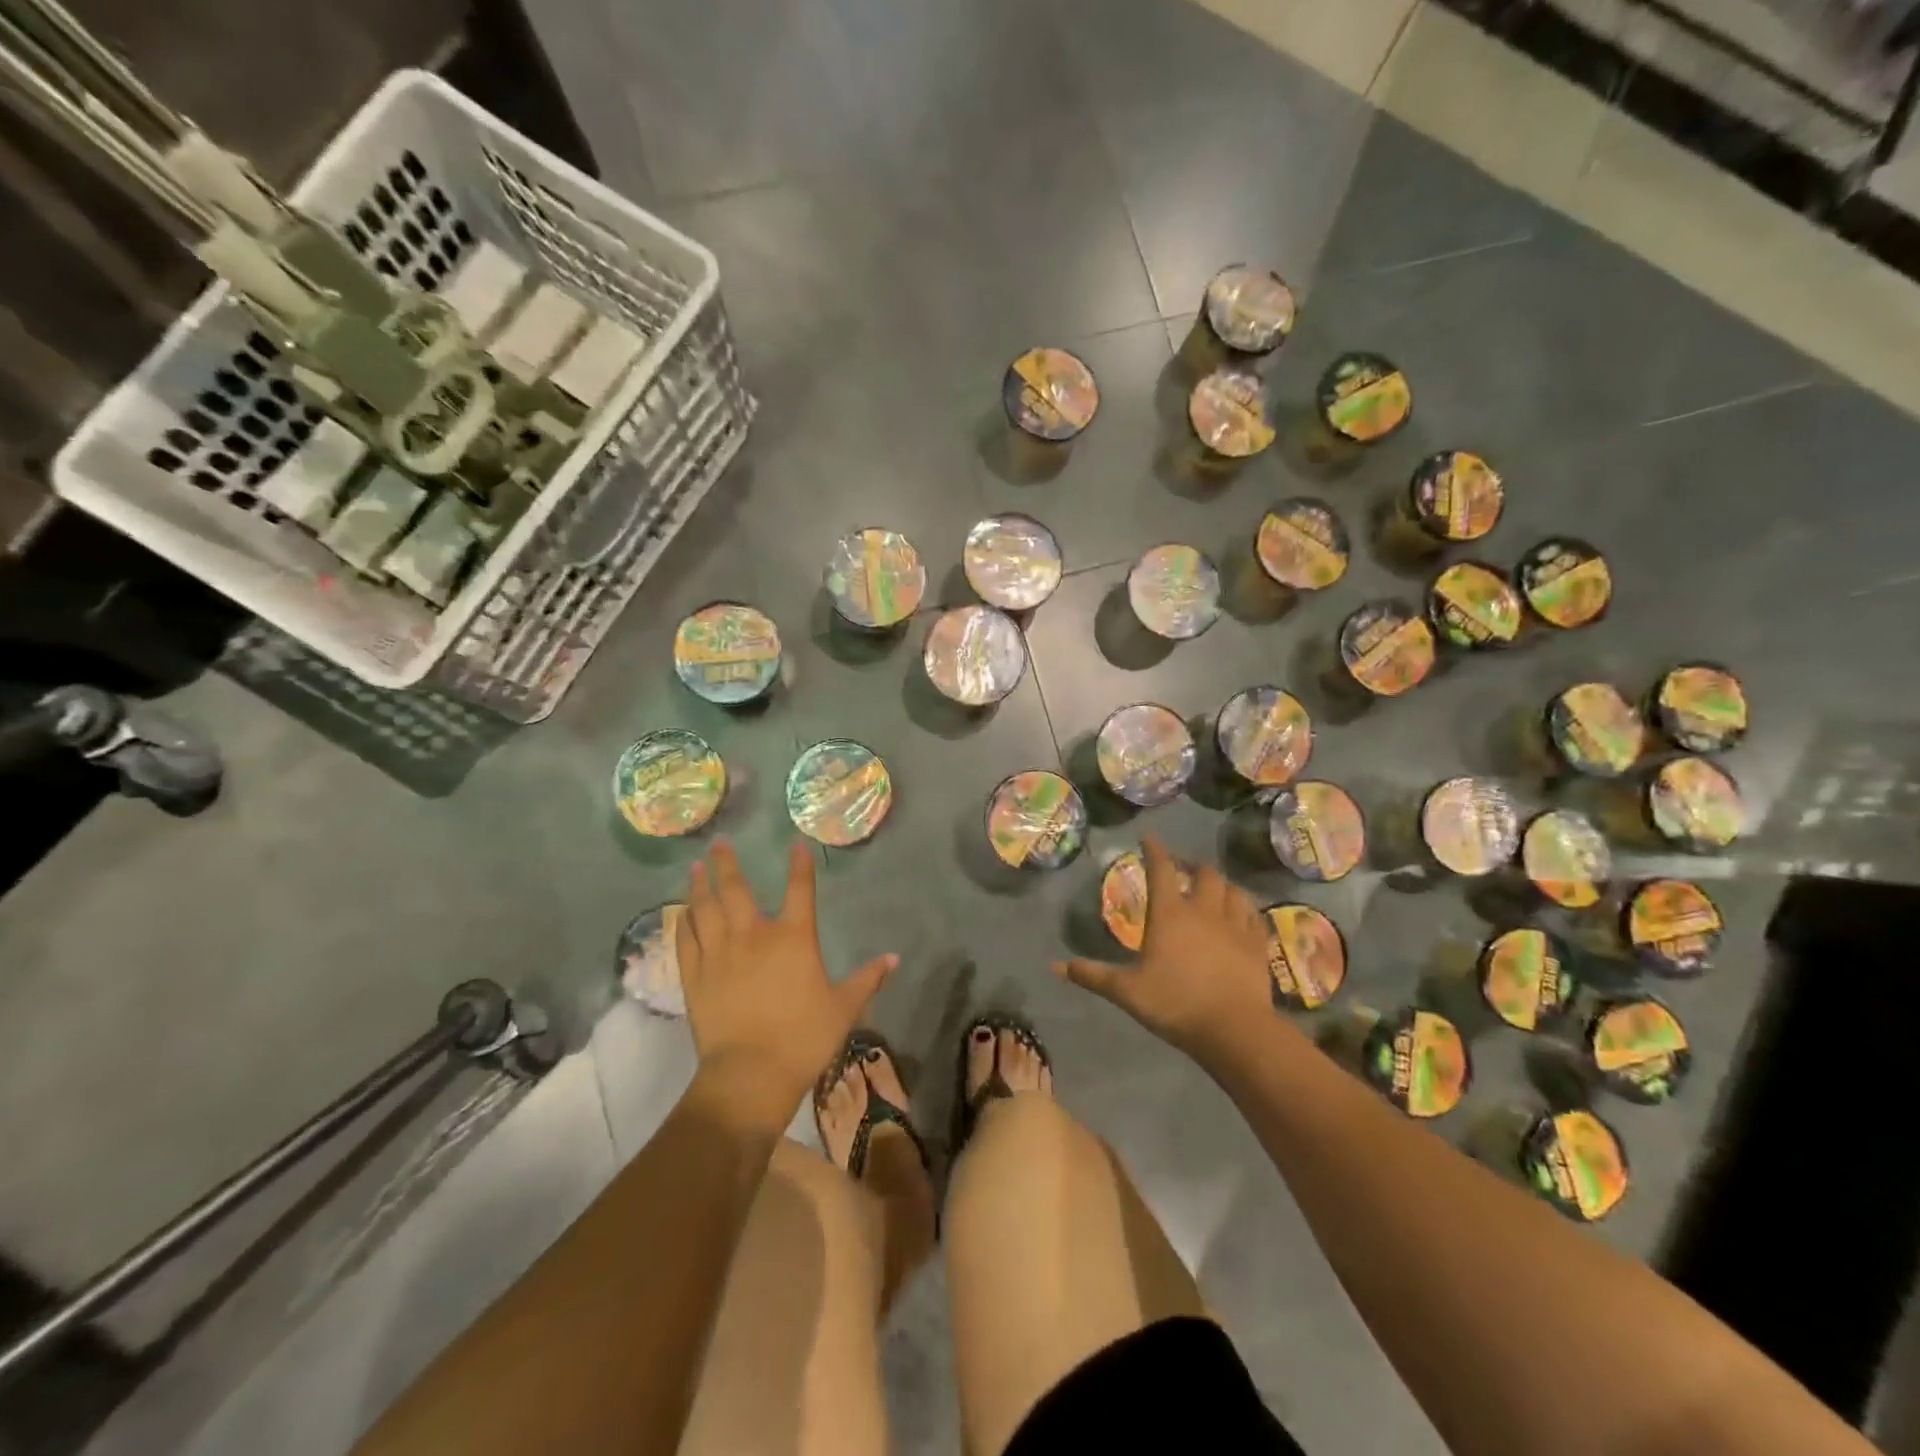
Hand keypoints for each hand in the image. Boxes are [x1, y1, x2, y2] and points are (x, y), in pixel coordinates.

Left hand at [677, 840, 896, 1128]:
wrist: (751, 1074)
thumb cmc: (804, 1038)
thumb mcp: (844, 1008)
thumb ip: (868, 979)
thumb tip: (894, 958)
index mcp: (794, 939)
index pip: (800, 890)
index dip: (800, 866)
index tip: (796, 845)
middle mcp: (754, 936)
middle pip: (737, 890)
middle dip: (727, 864)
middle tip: (719, 843)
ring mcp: (720, 954)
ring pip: (705, 909)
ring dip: (699, 885)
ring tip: (694, 867)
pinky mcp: (695, 977)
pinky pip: (686, 941)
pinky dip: (684, 923)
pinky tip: (681, 913)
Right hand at [1055, 835, 1273, 1069]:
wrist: (1234, 1029)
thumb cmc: (1176, 1004)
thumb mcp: (1127, 992)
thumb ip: (1093, 975)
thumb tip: (1055, 965)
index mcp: (1170, 914)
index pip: (1162, 870)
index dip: (1155, 850)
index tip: (1150, 838)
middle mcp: (1204, 910)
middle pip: (1204, 873)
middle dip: (1193, 866)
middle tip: (1184, 870)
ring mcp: (1235, 926)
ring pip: (1233, 890)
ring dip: (1221, 885)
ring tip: (1213, 889)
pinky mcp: (1258, 945)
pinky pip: (1253, 915)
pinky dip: (1245, 908)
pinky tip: (1241, 914)